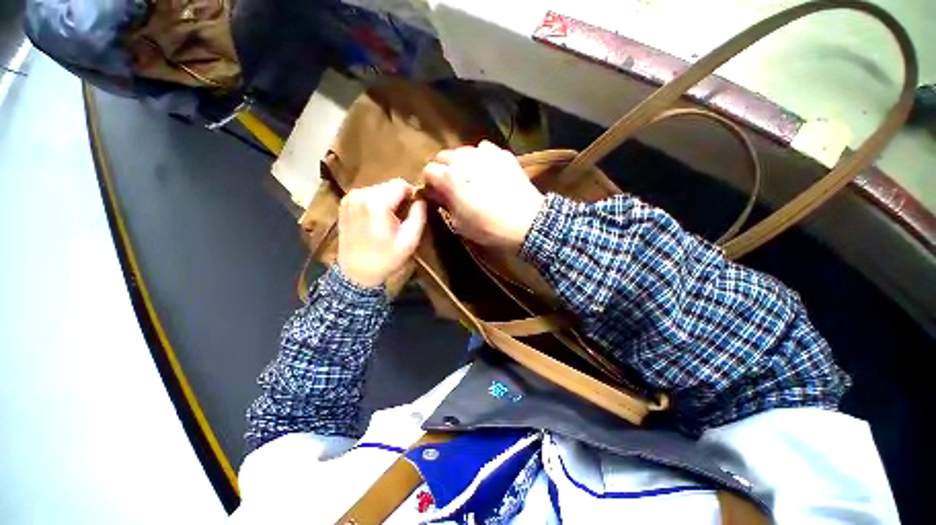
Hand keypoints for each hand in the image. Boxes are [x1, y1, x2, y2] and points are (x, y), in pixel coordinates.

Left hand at [337, 179, 426, 287]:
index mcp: (376, 202)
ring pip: (379, 189)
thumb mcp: (409, 240)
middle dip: (400, 198)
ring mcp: (350, 198)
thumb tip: (421, 199)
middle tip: (403, 218)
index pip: (401, 184)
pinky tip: (377, 220)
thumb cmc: (385, 258)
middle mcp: (360, 194)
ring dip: (389, 201)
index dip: (412, 195)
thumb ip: (418, 215)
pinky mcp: (345, 203)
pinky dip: (377, 203)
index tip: (415, 210)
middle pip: (389, 186)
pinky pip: (368, 195)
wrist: (356, 273)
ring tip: (390, 221)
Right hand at [423, 141, 543, 249]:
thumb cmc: (488, 227)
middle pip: (443, 155)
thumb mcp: (460, 224)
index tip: (436, 192)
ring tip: (469, 175)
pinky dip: (480, 157)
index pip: (428, 170)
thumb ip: (445, 204)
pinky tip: (487, 170)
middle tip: (450, 184)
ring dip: (460, 162)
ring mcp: (485, 154)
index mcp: (450, 178)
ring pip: (463, 150)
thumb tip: (437, 192)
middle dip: (442, 168)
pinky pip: (484, 149)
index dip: (430, 182)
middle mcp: (464, 160)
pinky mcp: (502, 154)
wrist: (526, 222)